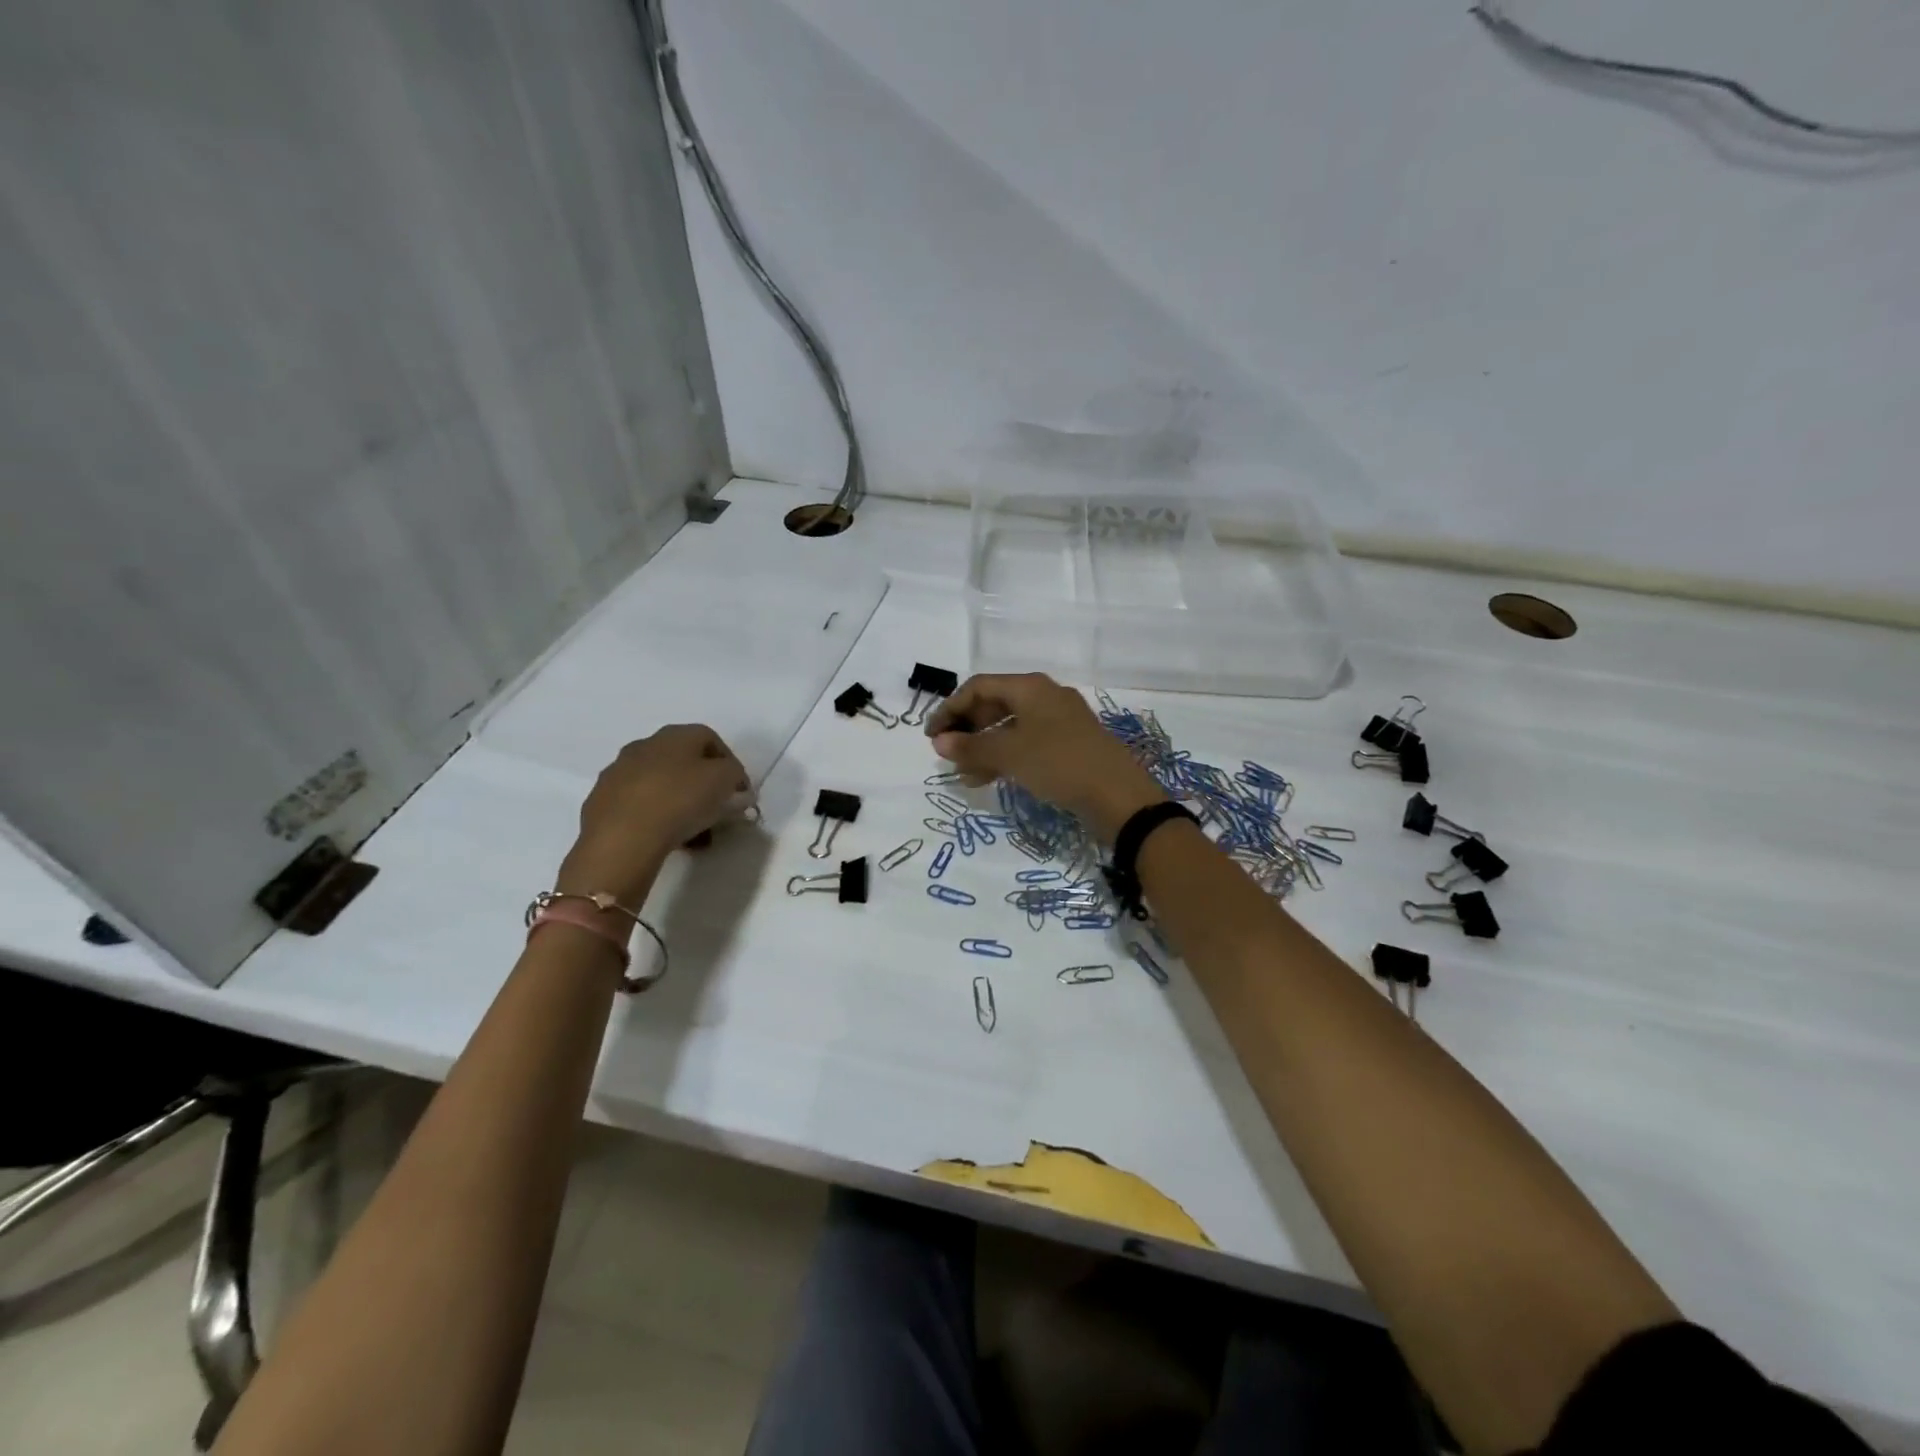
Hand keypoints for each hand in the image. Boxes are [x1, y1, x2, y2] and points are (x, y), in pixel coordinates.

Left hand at [556, 725, 749, 905]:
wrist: (621, 838)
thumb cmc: (681, 800)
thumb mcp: (725, 783)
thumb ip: (735, 778)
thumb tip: (736, 786)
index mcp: (674, 735)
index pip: (710, 738)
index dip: (730, 763)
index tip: (740, 790)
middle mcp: (643, 745)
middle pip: (683, 761)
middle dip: (704, 785)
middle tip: (718, 810)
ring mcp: (617, 773)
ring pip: (660, 784)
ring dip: (680, 802)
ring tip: (695, 832)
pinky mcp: (600, 802)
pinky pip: (639, 805)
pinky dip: (656, 817)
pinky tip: (666, 838)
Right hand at [925, 674, 1165, 842]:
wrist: (1119, 796)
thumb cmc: (1059, 764)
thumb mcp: (1010, 755)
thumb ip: (971, 748)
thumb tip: (940, 742)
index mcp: (1031, 688)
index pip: (978, 687)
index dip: (950, 709)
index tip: (931, 736)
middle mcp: (1045, 697)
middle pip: (994, 704)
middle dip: (967, 729)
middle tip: (947, 754)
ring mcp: (1060, 721)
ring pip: (1010, 727)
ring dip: (984, 747)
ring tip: (963, 774)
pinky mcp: (1069, 745)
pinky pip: (1027, 744)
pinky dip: (1005, 757)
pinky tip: (988, 779)